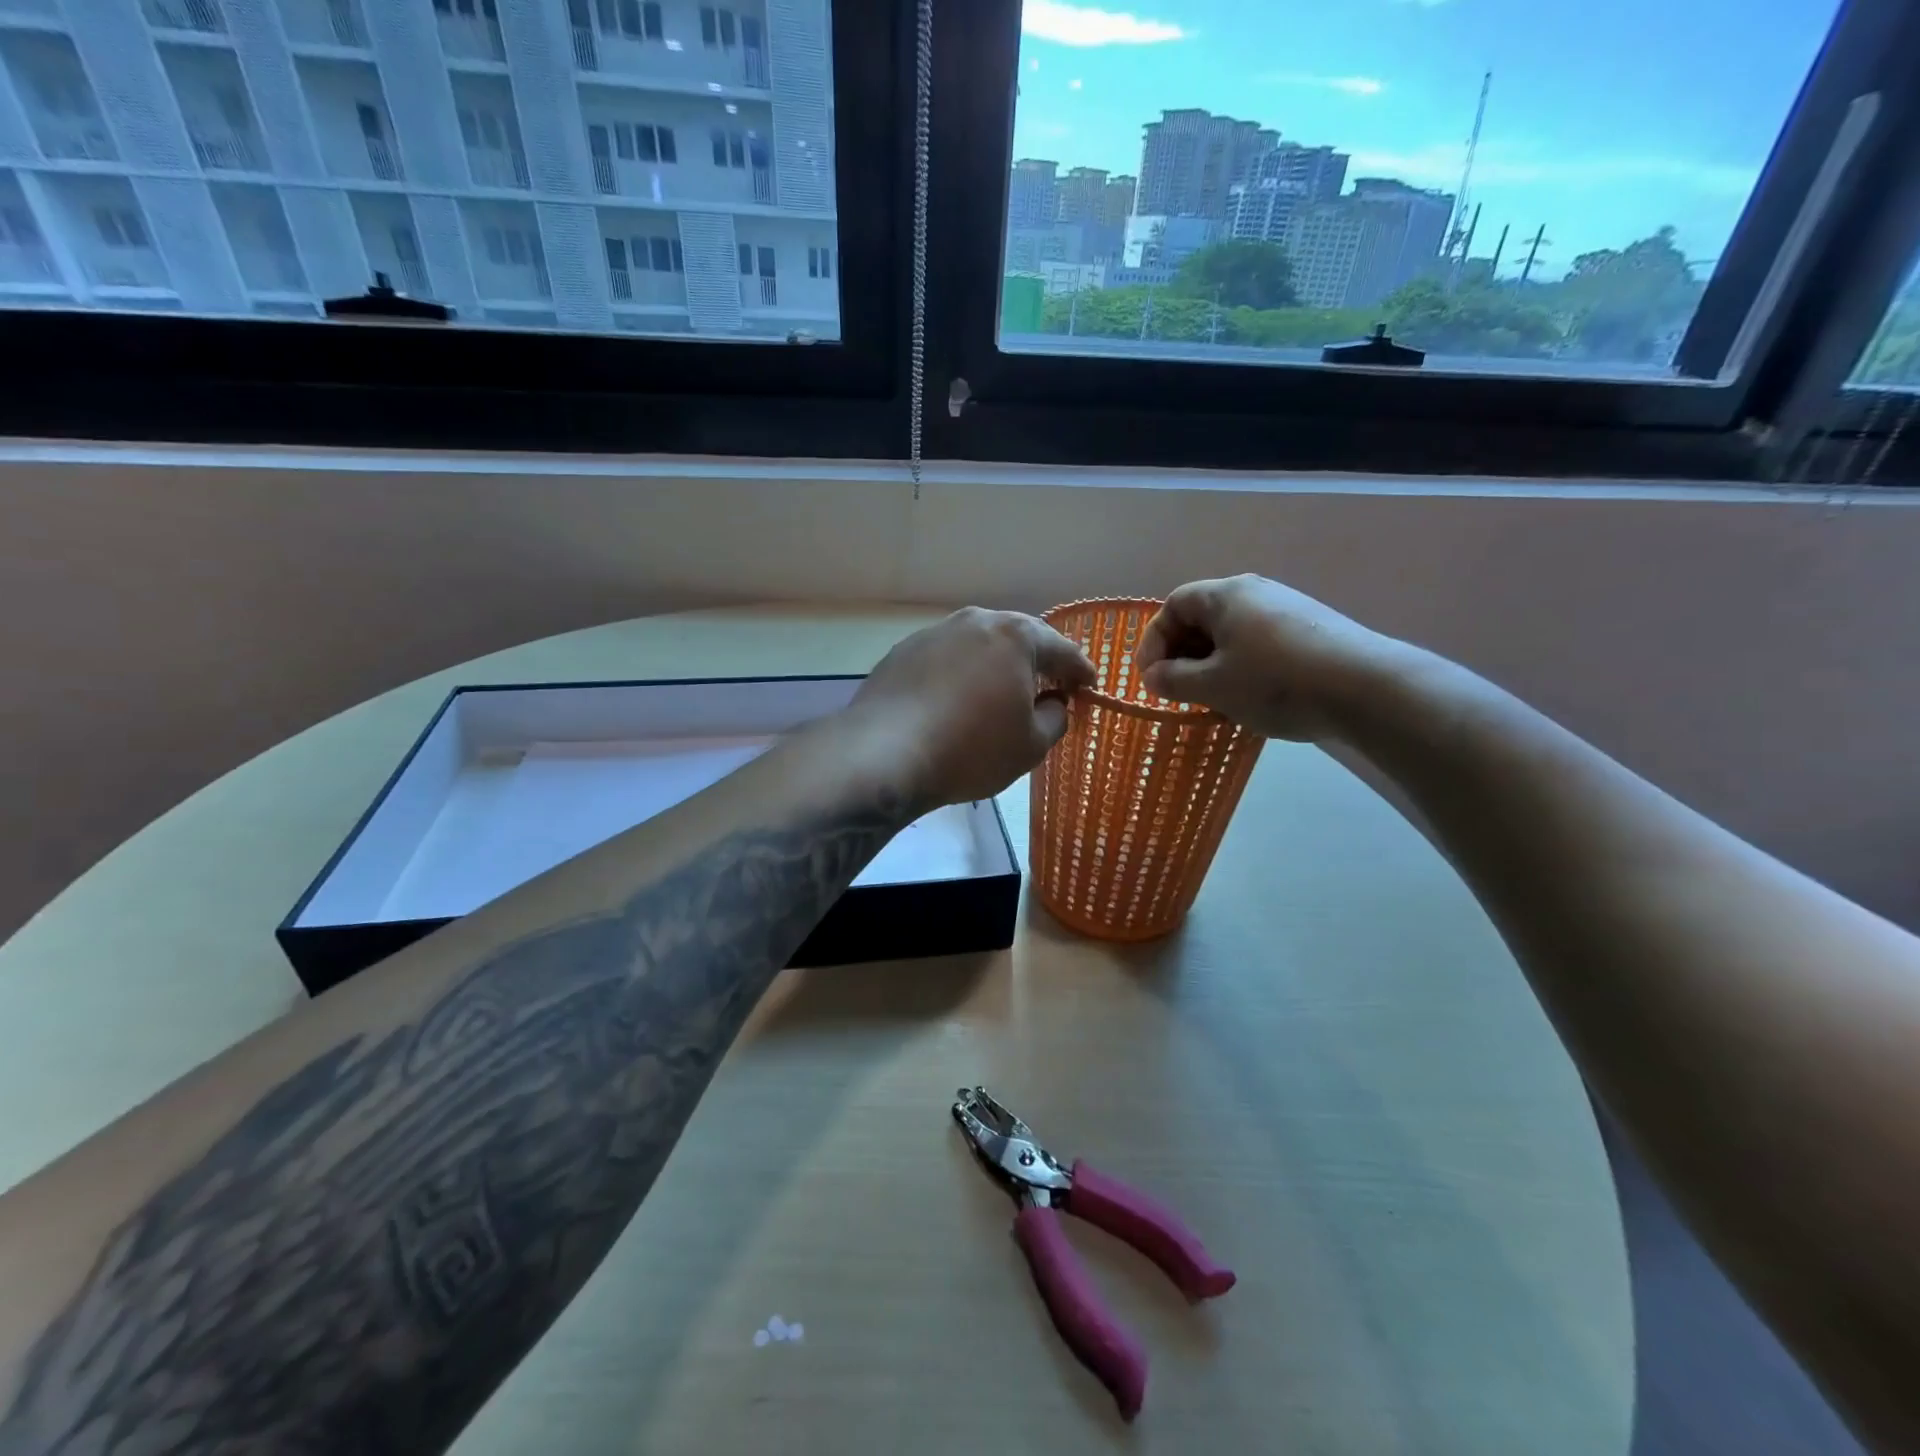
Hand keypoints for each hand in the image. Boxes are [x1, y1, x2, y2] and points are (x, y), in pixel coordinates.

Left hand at [849, 608, 1095, 807]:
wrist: (884, 754)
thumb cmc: (971, 749)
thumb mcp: (1030, 745)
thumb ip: (1054, 718)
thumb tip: (1053, 703)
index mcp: (1015, 636)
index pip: (1062, 650)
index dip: (1080, 671)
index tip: (1090, 687)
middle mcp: (975, 622)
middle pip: (1018, 638)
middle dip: (1037, 661)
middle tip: (1049, 686)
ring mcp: (934, 633)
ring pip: (978, 645)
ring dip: (995, 665)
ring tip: (1000, 692)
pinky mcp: (902, 652)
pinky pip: (946, 660)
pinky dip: (960, 675)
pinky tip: (955, 700)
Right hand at [1135, 575, 1406, 740]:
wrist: (1365, 689)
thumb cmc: (1275, 682)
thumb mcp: (1212, 686)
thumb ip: (1173, 680)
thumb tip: (1153, 676)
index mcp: (1226, 595)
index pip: (1173, 605)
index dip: (1153, 640)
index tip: (1150, 678)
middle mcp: (1256, 592)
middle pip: (1203, 617)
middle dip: (1182, 654)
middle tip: (1176, 690)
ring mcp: (1288, 609)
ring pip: (1232, 633)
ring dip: (1211, 664)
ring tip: (1211, 698)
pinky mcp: (1311, 630)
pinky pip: (1259, 643)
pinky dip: (1242, 666)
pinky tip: (1250, 697)